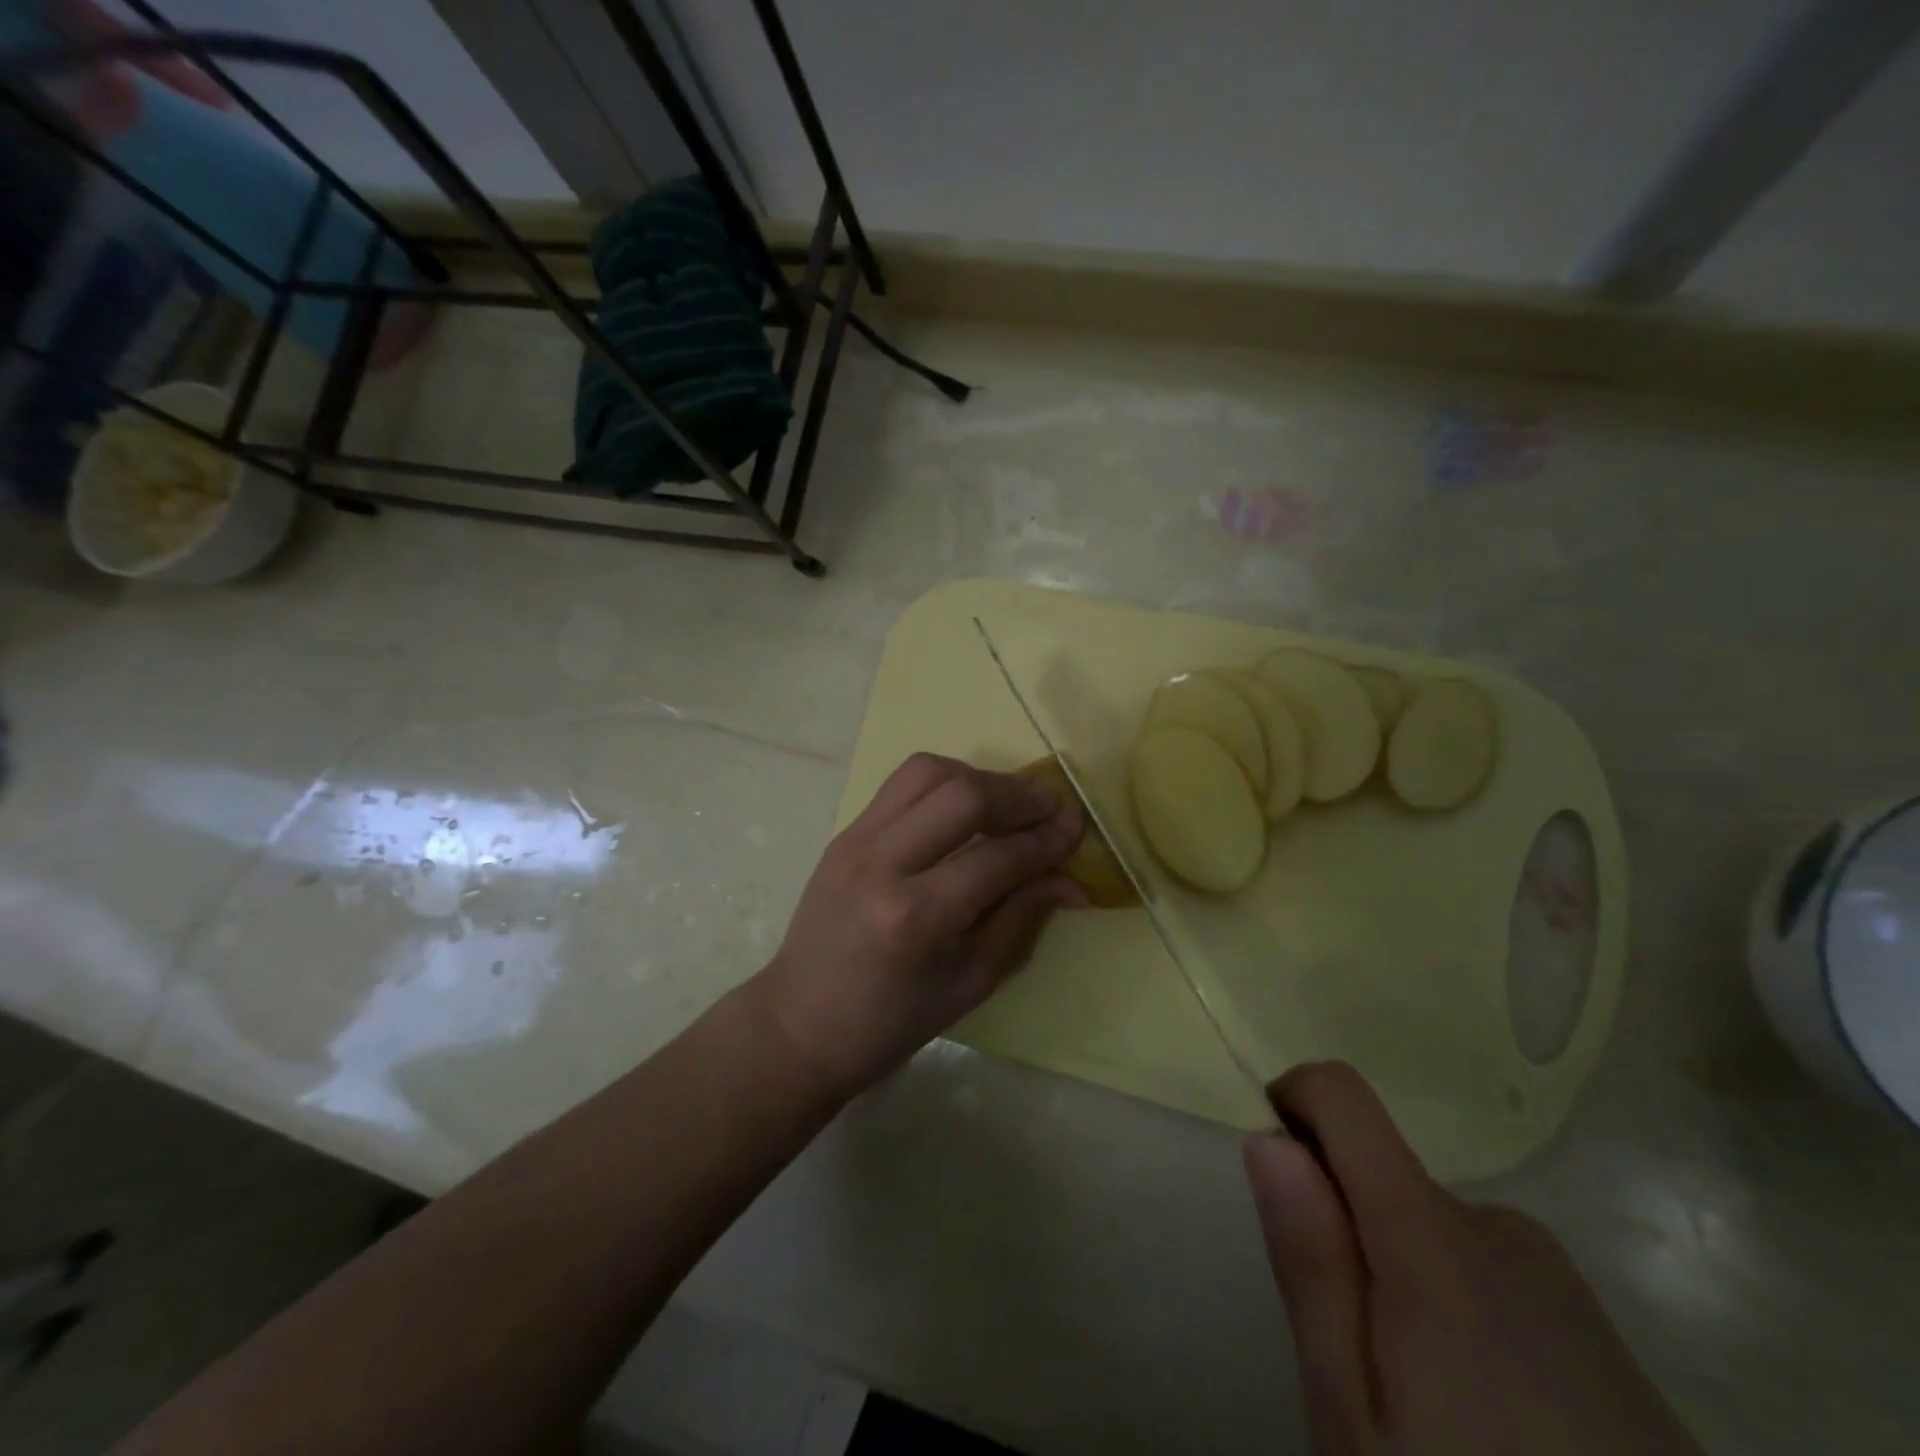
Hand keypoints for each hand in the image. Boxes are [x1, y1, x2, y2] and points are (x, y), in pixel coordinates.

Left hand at [752, 753, 1084, 1097]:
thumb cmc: (891, 1021)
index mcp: (916, 919)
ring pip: (926, 772)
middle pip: (961, 795)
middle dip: (1016, 795)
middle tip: (1049, 807)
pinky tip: (965, 805)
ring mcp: (854, 841)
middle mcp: (882, 865)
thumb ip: (1021, 919)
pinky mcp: (843, 833)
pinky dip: (943, 783)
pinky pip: (901, 784)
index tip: (1076, 829)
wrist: (800, 1022)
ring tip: (1008, 802)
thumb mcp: (970, 982)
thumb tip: (1072, 879)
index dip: (1045, 841)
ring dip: (978, 777)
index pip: (997, 859)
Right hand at [1246, 1062, 1699, 1455]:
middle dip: (1344, 1228)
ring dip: (1397, 1273)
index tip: (1281, 1175)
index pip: (1343, 1096)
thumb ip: (1312, 1267)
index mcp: (1432, 1237)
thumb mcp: (1354, 1417)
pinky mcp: (1595, 1321)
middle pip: (1379, 1172)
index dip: (1294, 1103)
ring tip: (1424, 1397)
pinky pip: (1483, 1265)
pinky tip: (1489, 1413)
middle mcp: (1497, 1226)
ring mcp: (1556, 1274)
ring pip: (1427, 1224)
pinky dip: (1451, 1301)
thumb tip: (1269, 1139)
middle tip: (1357, 1355)